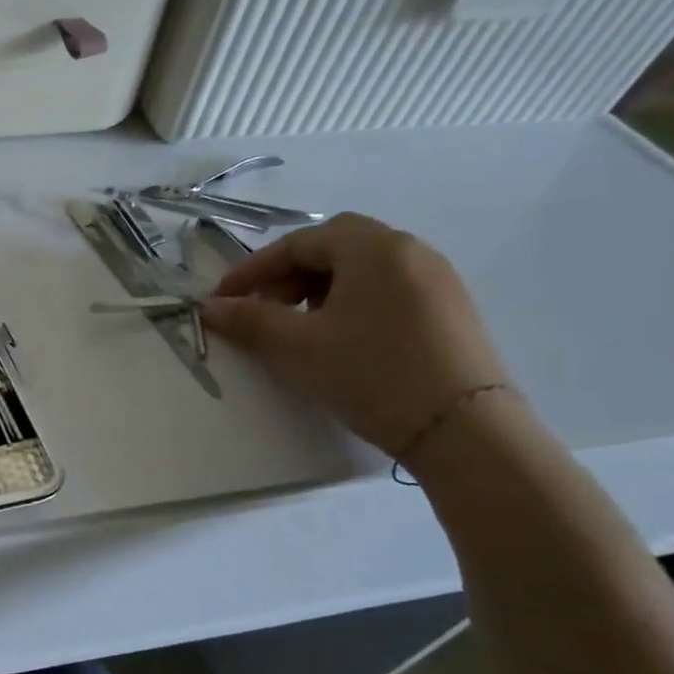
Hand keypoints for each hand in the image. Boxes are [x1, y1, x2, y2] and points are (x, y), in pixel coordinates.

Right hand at [199, 213, 507, 457]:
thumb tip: (210, 307)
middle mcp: (410, 251)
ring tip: (300, 327)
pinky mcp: (451, 310)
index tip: (224, 300)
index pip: (298, 243)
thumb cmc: (371, 373)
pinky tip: (342, 338)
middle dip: (289, 274)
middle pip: (333, 246)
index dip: (253, 270)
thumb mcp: (297, 346)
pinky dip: (352, 301)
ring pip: (362, 268)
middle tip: (266, 308)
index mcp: (373, 248)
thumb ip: (248, 320)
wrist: (464, 431)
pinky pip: (388, 288)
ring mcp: (437, 280)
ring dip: (319, 288)